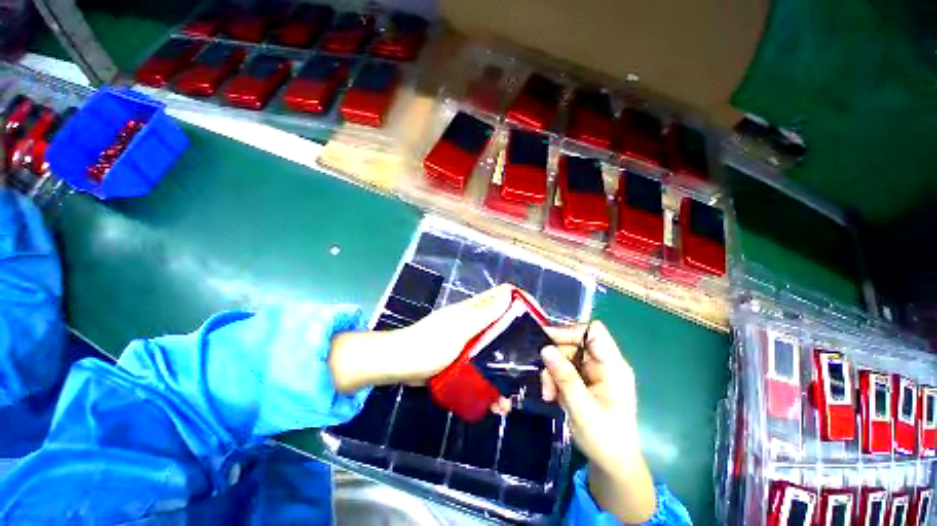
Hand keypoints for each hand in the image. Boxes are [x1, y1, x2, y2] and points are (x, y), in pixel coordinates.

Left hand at [330, 284, 517, 413]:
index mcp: (475, 310)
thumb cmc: (427, 345)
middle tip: (532, 367)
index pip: (505, 296)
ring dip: (505, 369)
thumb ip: (483, 314)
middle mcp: (475, 322)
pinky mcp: (463, 357)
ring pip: (496, 349)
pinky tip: (493, 401)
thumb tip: (508, 294)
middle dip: (520, 343)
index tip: (539, 322)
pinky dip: (490, 380)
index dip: (523, 302)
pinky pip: (483, 365)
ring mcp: (469, 340)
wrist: (399, 365)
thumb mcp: (458, 329)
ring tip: (510, 396)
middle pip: (505, 325)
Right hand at [541, 321, 655, 522]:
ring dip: (553, 372)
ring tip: (548, 394)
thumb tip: (545, 349)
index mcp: (613, 366)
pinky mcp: (586, 380)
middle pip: (575, 344)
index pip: (594, 332)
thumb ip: (564, 377)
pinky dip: (555, 379)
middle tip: (545, 381)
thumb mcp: (581, 408)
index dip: (570, 331)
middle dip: (556, 359)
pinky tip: (552, 396)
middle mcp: (605, 364)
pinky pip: (565, 368)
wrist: (612, 464)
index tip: (547, 339)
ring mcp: (595, 372)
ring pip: (566, 356)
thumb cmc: (604, 439)